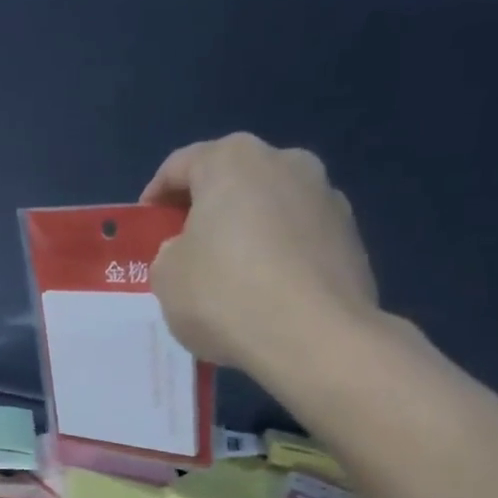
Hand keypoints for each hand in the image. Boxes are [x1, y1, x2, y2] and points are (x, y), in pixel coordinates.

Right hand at [142, 132, 379, 379]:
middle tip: (185, 251)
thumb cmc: (225, 295)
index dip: (155, 196)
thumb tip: (190, 251)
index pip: (180, 165)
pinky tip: (265, 295)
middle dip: (206, 211)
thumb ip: (170, 253)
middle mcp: (286, 163)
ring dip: (246, 233)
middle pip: (232, 181)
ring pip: (270, 209)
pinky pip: (298, 241)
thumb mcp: (166, 277)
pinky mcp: (351, 237)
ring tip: (229, 277)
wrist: (314, 337)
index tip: (146, 227)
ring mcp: (327, 197)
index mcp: (233, 160)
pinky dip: (278, 257)